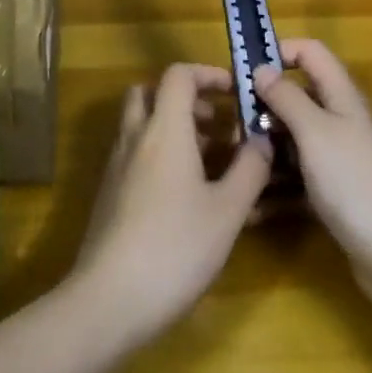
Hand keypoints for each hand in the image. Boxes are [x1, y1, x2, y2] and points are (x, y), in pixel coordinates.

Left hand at [71, 63, 271, 345]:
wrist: (109, 298)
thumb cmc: (176, 248)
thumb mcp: (228, 211)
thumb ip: (250, 169)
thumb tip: (263, 139)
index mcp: (164, 130)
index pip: (178, 75)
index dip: (208, 74)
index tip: (235, 92)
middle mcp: (135, 138)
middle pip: (151, 93)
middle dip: (186, 99)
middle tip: (217, 124)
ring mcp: (117, 166)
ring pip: (141, 125)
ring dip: (173, 127)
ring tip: (210, 160)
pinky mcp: (109, 193)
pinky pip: (135, 154)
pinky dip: (159, 155)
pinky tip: (186, 194)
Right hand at [253, 40, 371, 313]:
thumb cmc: (355, 181)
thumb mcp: (316, 132)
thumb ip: (287, 97)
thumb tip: (261, 67)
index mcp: (339, 97)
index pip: (310, 53)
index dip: (280, 52)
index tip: (243, 72)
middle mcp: (337, 122)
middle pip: (295, 99)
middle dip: (261, 108)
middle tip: (227, 127)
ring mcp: (335, 160)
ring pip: (290, 142)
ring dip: (263, 152)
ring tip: (230, 168)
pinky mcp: (330, 195)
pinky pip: (294, 182)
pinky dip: (274, 190)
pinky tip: (250, 208)